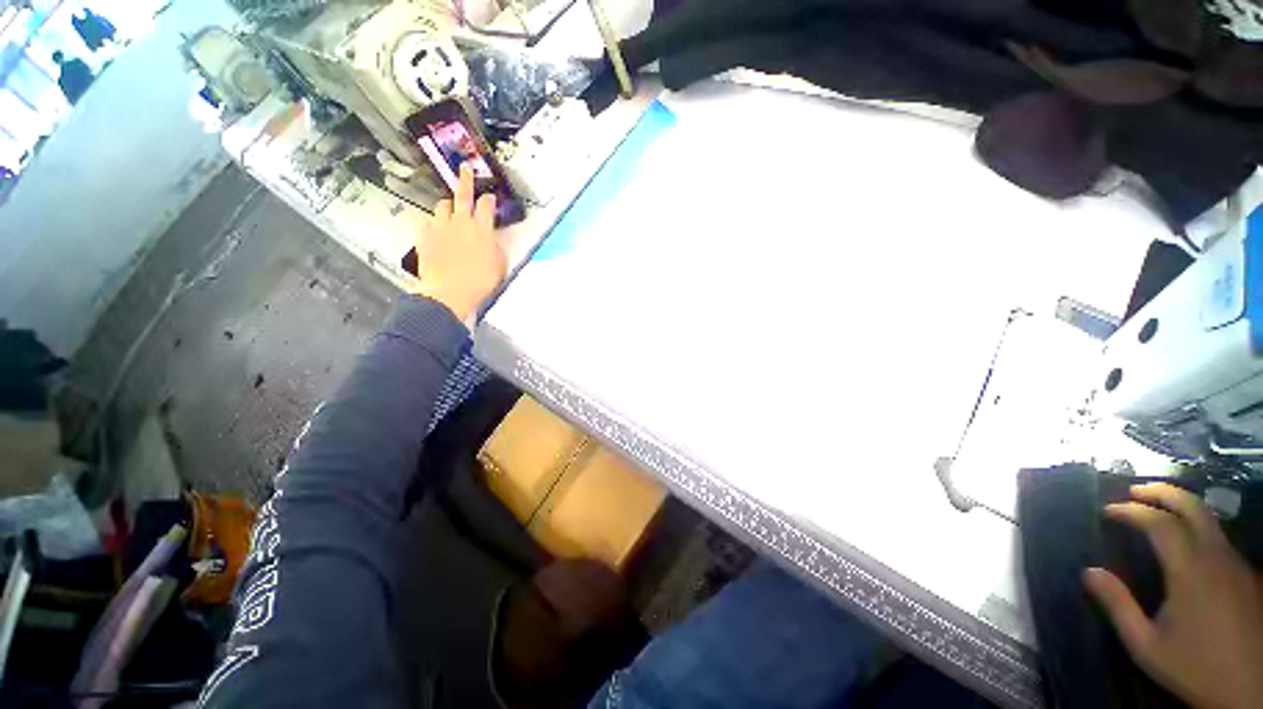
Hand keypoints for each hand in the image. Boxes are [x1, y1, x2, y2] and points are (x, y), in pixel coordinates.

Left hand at [410, 164, 506, 321]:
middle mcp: (462, 222)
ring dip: (449, 205)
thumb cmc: (481, 282)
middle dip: (466, 180)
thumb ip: (496, 247)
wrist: (450, 291)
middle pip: (463, 195)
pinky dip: (434, 223)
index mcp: (483, 229)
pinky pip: (428, 221)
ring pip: (443, 205)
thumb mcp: (500, 265)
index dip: (489, 199)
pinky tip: (436, 230)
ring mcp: (441, 226)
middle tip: (465, 169)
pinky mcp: (425, 234)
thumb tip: (493, 238)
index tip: (490, 198)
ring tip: (450, 209)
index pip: (487, 205)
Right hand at [1084, 483, 1262, 708]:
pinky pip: (1219, 538)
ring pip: (1210, 519)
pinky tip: (1187, 540)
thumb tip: (1089, 571)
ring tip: (1157, 509)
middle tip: (1134, 491)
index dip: (1131, 511)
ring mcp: (1236, 564)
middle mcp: (1216, 557)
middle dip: (1162, 492)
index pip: (1159, 523)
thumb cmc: (1194, 668)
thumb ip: (1119, 607)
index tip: (1107, 511)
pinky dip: (1197, 526)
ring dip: (1181, 506)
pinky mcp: (1246, 572)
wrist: (1251, 688)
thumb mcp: (1147, 646)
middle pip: (1193, 507)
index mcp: (1190, 571)